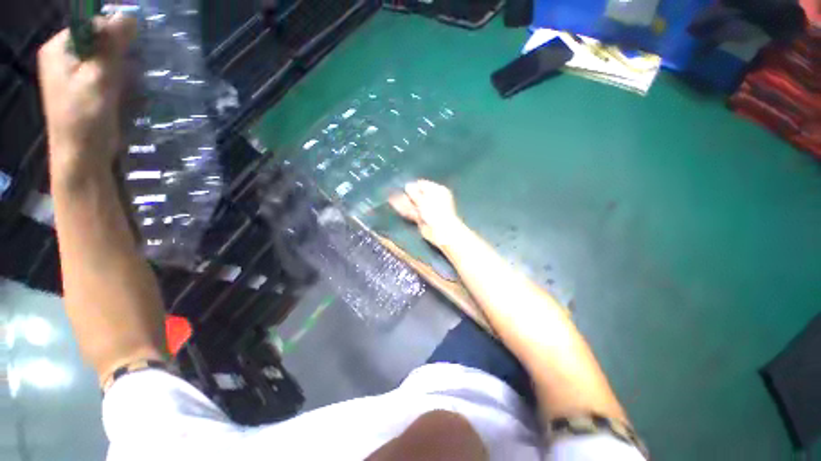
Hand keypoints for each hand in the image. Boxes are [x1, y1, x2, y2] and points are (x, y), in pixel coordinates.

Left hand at [38, 13, 135, 182]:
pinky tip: (126, 87)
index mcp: (58, 48)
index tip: (128, 53)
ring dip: (120, 65)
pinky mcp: (85, 87)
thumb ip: (110, 46)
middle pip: (96, 39)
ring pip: (103, 56)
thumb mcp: (97, 78)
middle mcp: (63, 56)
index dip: (112, 33)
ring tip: (129, 80)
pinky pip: (105, 71)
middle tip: (129, 69)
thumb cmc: (84, 118)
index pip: (90, 24)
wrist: (82, 156)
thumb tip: (128, 16)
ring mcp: (73, 72)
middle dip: (117, 51)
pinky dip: (119, 75)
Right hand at [389, 180, 465, 248]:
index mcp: (437, 191)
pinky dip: (403, 209)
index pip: (423, 185)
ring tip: (391, 197)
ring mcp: (426, 210)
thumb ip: (414, 193)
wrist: (440, 231)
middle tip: (394, 191)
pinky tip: (394, 204)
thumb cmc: (435, 211)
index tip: (404, 186)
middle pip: (417, 194)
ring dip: (402, 201)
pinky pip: (411, 212)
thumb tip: (407, 185)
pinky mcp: (421, 219)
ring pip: (413, 204)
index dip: (413, 185)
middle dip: (406, 193)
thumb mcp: (424, 200)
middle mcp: (432, 199)